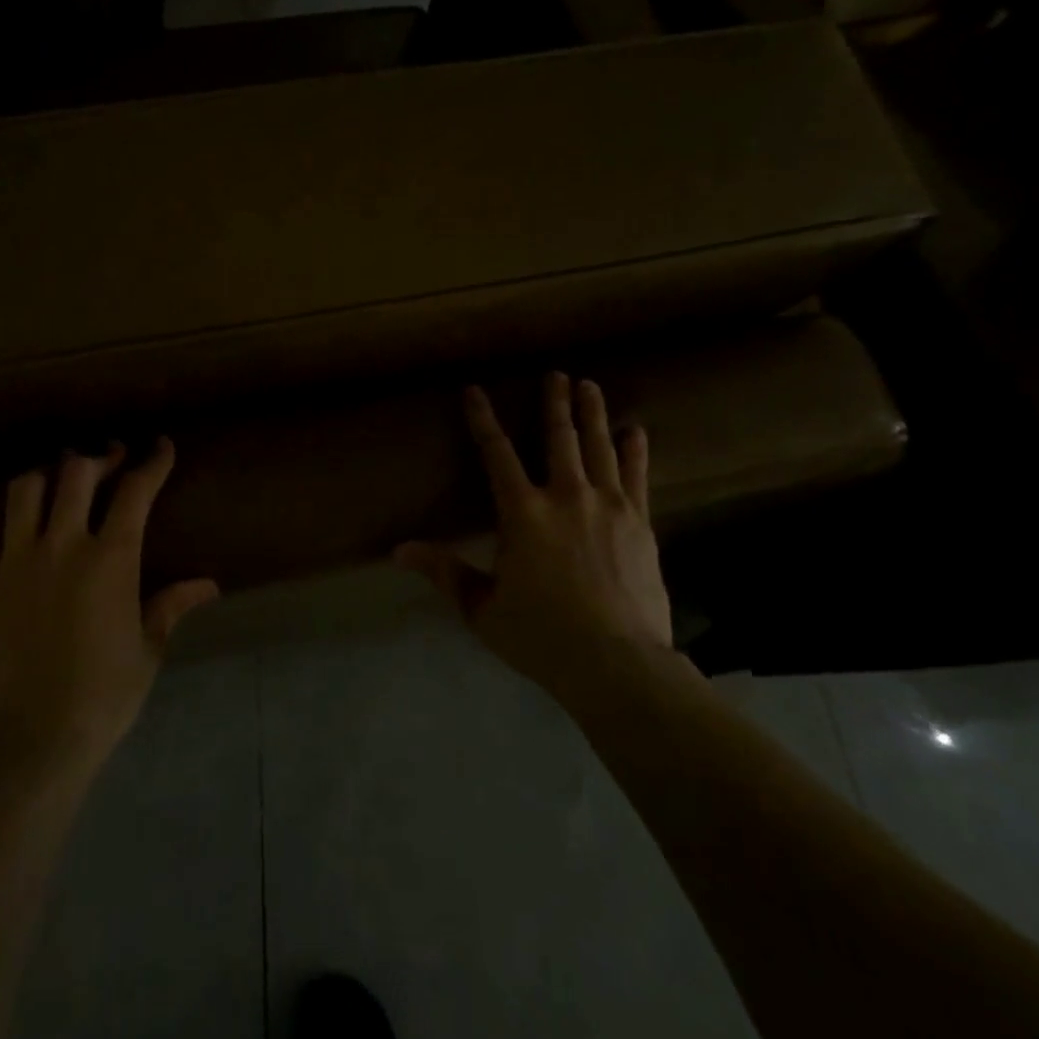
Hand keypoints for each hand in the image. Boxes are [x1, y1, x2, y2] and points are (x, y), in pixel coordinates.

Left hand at [0, 438, 218, 770]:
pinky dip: (2, 508)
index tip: (160, 446)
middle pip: (76, 473)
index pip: (135, 491)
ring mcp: (12, 561)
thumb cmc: (100, 699)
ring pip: (25, 488)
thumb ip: (171, 607)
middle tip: (111, 457)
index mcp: (110, 560)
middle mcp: (60, 545)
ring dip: (48, 473)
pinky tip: (12, 511)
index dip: (152, 462)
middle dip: (99, 456)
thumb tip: (209, 585)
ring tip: (59, 478)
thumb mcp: (146, 651)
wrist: (25, 745)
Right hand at [396, 373, 672, 708]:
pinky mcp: (640, 524)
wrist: (617, 664)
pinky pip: (637, 476)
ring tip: (589, 386)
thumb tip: (398, 550)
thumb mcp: (482, 607)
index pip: (496, 453)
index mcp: (522, 513)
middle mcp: (565, 496)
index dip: (483, 419)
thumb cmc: (541, 635)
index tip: (475, 390)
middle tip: (557, 374)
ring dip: (593, 414)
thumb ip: (444, 571)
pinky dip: (635, 451)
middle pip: (558, 438)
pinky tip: (636, 431)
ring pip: (598, 447)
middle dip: (555, 403)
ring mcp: (609, 506)